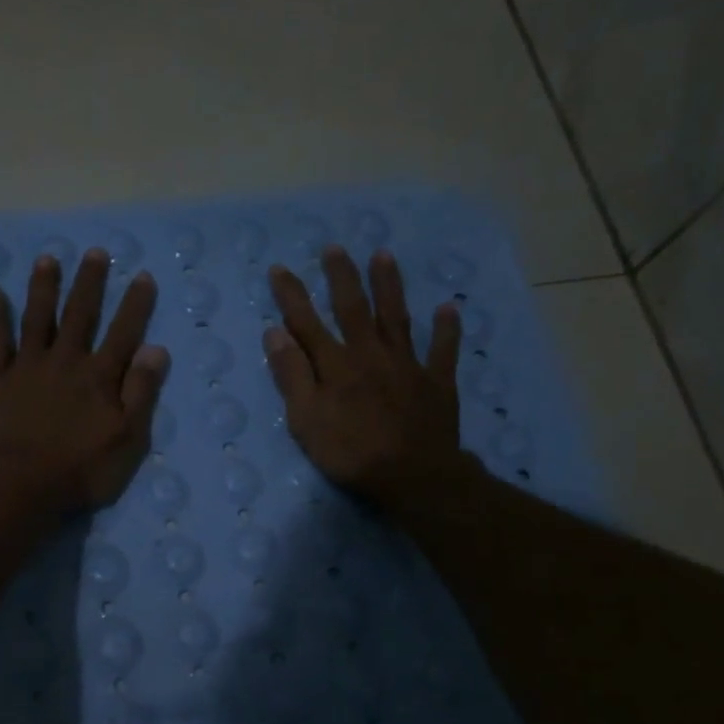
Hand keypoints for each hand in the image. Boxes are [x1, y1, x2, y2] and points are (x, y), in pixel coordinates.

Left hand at [0, 250, 169, 515]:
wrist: (22, 487)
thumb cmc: (82, 471)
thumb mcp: (128, 440)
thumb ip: (141, 393)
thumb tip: (156, 348)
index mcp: (99, 377)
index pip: (123, 332)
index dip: (135, 304)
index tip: (142, 276)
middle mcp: (65, 361)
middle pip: (79, 314)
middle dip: (89, 282)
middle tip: (95, 252)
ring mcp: (27, 367)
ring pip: (37, 318)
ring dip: (43, 287)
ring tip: (48, 259)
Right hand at [264, 247, 475, 515]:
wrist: (413, 475)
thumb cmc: (351, 453)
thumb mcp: (307, 421)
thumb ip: (292, 376)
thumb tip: (275, 333)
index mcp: (336, 365)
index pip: (307, 323)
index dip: (292, 295)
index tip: (279, 268)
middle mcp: (371, 354)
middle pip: (354, 308)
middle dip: (342, 277)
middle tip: (335, 248)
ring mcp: (407, 365)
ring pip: (397, 318)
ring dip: (389, 286)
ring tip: (385, 256)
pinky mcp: (436, 382)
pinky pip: (443, 350)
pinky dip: (446, 329)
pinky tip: (448, 308)